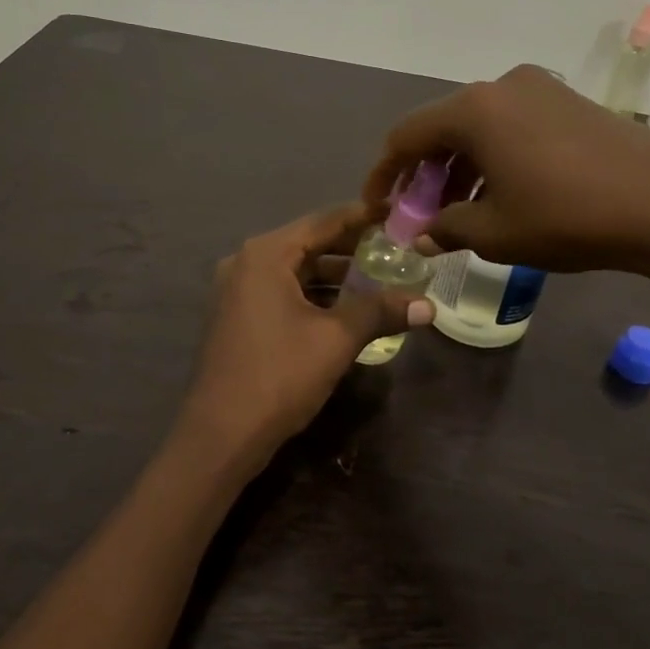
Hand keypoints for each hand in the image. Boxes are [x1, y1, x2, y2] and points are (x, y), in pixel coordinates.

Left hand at [178, 204, 432, 471]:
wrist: (220, 435)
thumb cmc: (279, 376)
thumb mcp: (336, 340)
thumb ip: (380, 312)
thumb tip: (429, 306)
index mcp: (266, 254)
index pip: (324, 221)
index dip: (363, 216)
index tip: (397, 213)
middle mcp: (246, 262)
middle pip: (308, 243)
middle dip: (352, 247)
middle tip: (396, 248)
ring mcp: (237, 290)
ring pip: (295, 270)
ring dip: (334, 274)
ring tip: (378, 278)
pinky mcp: (237, 316)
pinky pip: (282, 291)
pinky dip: (313, 294)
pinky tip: (345, 308)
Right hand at [362, 65, 649, 285]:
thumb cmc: (568, 217)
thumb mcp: (496, 233)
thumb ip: (446, 228)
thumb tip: (421, 234)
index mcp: (474, 110)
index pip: (406, 136)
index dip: (385, 174)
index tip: (378, 207)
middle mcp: (502, 86)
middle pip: (443, 127)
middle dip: (425, 173)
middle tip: (420, 215)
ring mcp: (541, 89)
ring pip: (480, 127)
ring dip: (460, 166)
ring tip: (460, 211)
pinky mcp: (569, 101)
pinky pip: (513, 125)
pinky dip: (494, 156)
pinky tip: (502, 192)